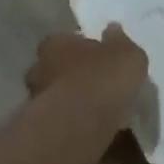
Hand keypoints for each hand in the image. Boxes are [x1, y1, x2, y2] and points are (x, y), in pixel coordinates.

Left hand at [25, 24, 148, 132]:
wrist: (80, 123)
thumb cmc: (103, 78)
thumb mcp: (127, 55)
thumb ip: (120, 42)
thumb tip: (113, 30)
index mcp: (55, 44)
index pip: (66, 40)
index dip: (84, 49)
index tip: (101, 59)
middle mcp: (39, 69)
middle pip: (59, 69)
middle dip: (76, 77)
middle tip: (99, 86)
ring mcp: (37, 101)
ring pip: (59, 98)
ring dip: (75, 104)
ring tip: (101, 114)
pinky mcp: (42, 128)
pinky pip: (64, 123)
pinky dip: (77, 126)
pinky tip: (95, 133)